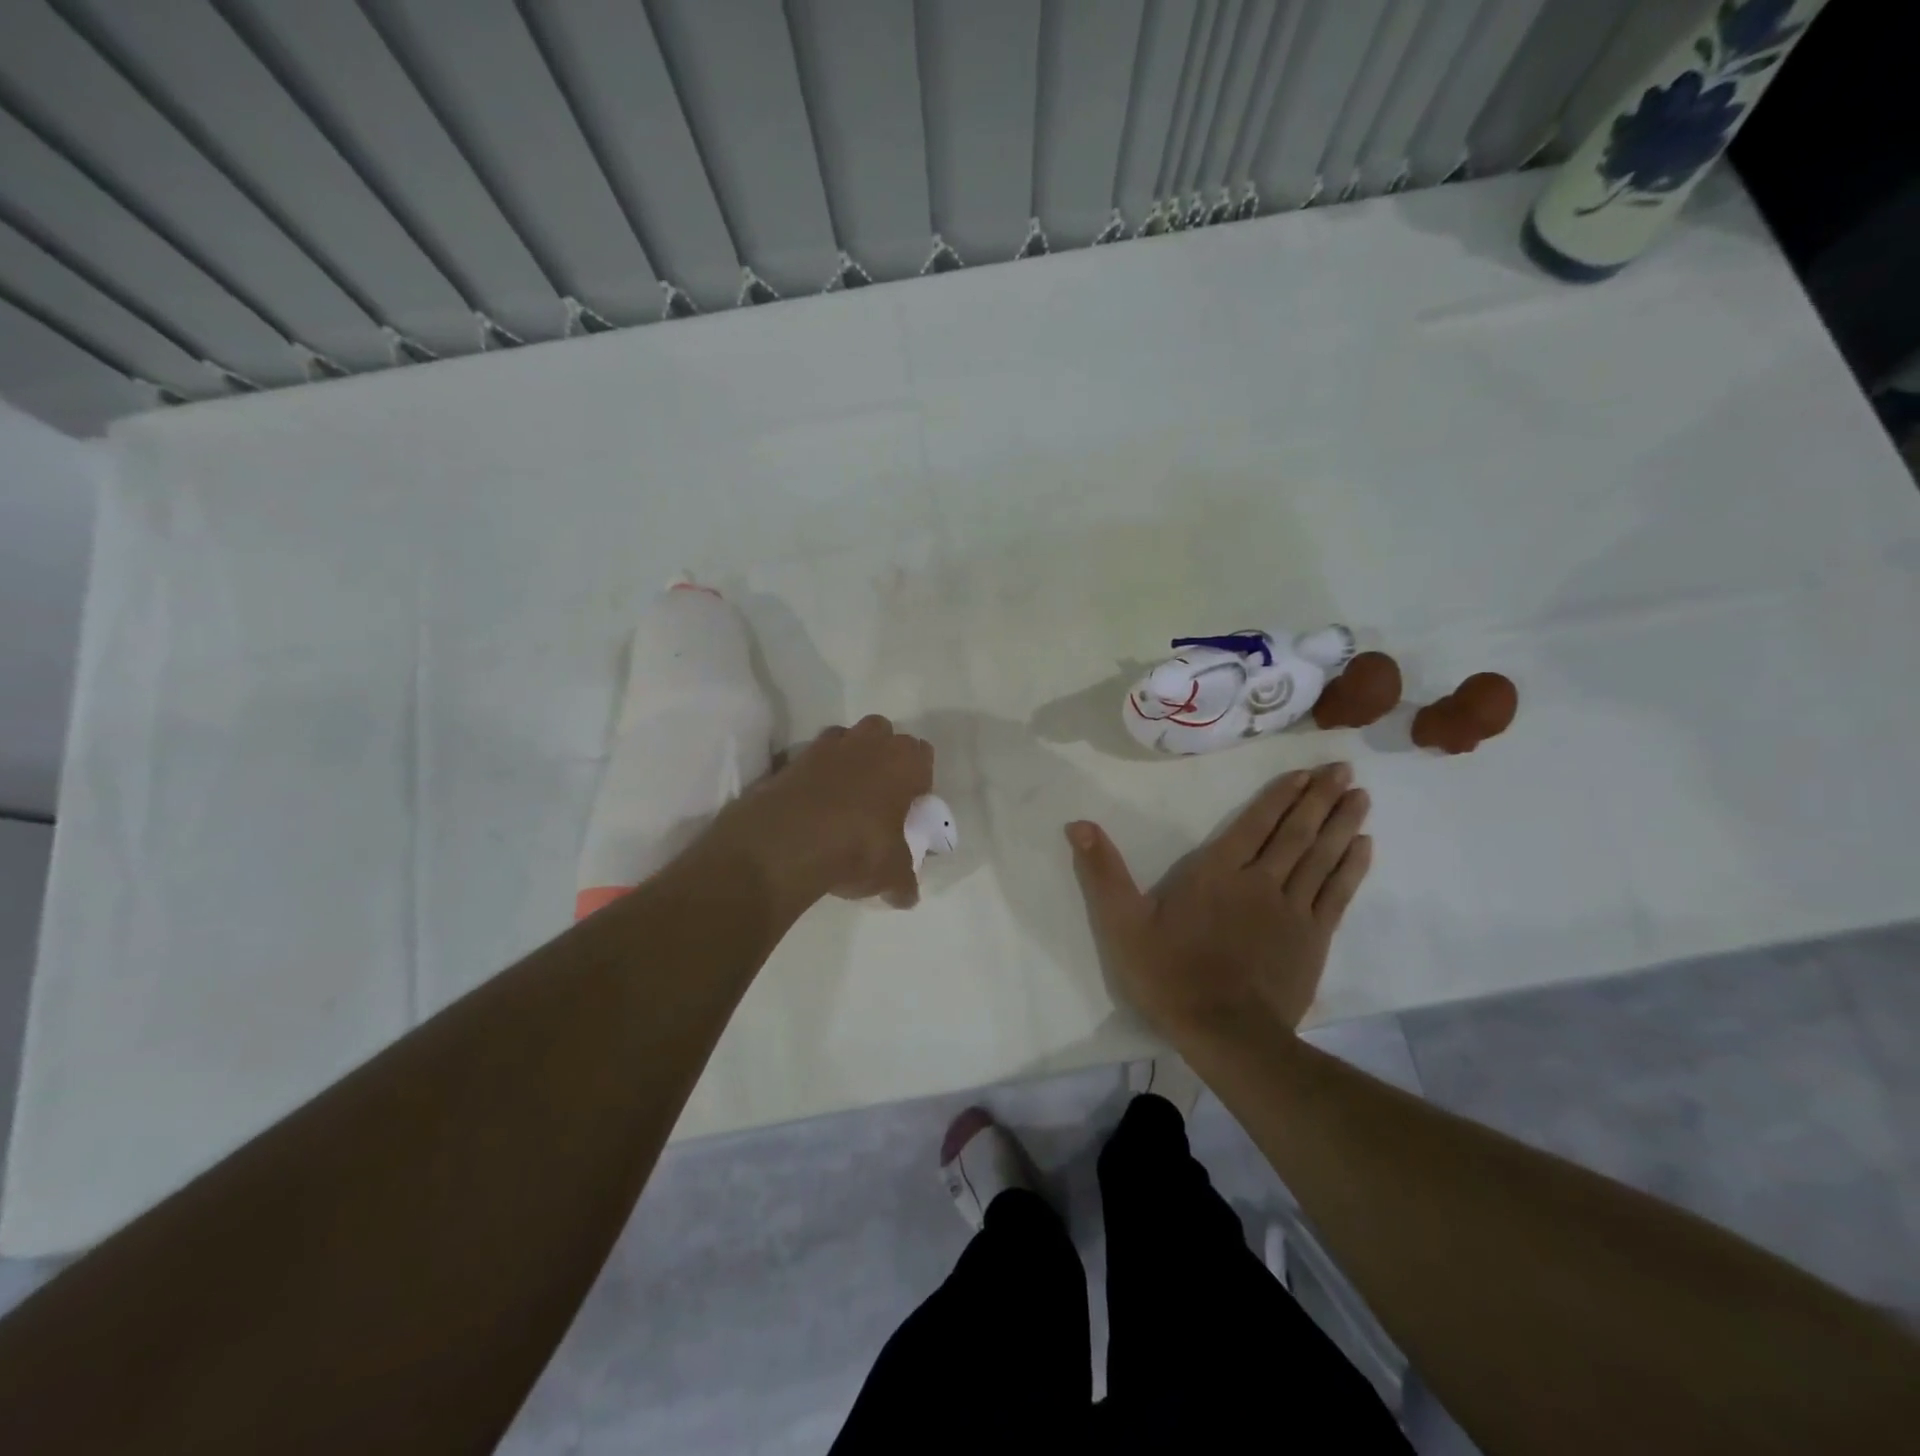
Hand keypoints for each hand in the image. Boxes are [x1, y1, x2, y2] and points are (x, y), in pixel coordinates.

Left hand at [713, 715, 933, 910]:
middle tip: (880, 791)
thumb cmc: (856, 848)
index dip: (919, 777)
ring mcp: (828, 747)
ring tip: (846, 792)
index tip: (911, 803)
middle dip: (884, 754)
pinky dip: (816, 771)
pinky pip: (813, 756)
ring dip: (850, 755)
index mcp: (904, 763)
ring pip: (848, 736)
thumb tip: (909, 898)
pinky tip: (814, 801)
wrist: (785, 843)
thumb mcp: (890, 874)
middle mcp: (869, 744)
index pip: (923, 754)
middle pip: (885, 732)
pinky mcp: (793, 758)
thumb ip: (904, 881)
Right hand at [1066, 763, 1371, 1039]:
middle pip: (1295, 832)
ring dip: (1341, 823)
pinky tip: (1365, 846)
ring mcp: (1292, 910)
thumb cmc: (1169, 974)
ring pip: (1322, 856)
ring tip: (1361, 796)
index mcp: (1216, 873)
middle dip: (1319, 798)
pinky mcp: (1314, 939)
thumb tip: (1077, 824)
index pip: (1253, 824)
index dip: (1280, 796)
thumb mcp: (1122, 923)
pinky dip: (1352, 867)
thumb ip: (1102, 872)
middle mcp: (1260, 881)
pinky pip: (1338, 893)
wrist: (1225, 1034)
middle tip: (1344, 770)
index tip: (1306, 772)